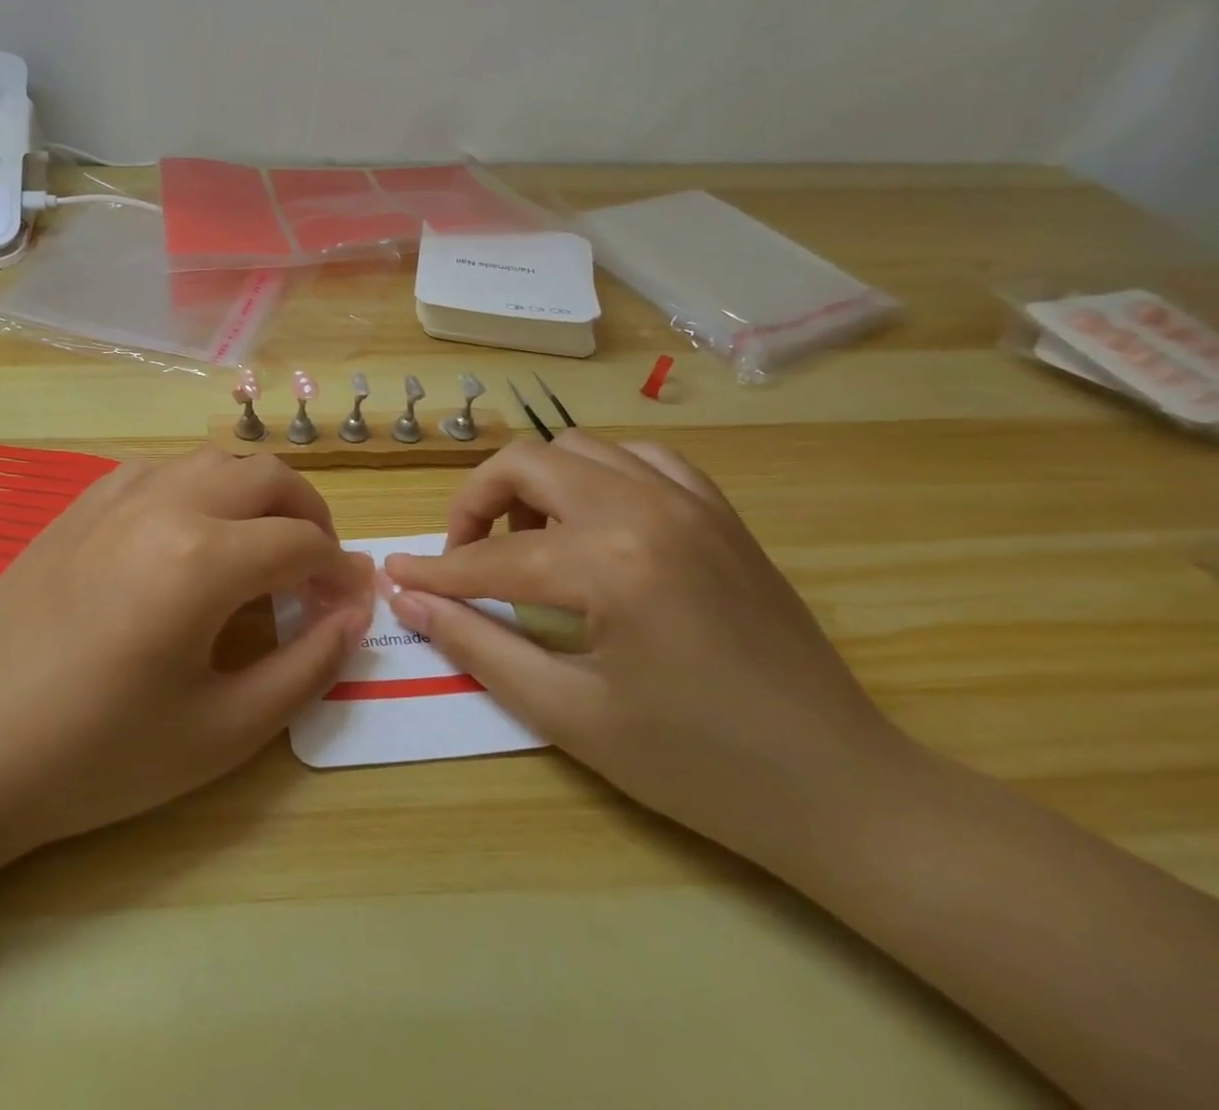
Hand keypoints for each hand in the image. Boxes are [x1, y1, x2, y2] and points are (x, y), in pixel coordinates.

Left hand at [0, 449, 374, 853]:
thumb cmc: (101, 754)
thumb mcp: (224, 731)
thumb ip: (306, 666)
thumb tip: (355, 613)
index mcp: (204, 558)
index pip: (302, 542)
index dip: (340, 570)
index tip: (352, 601)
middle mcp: (165, 505)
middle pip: (267, 476)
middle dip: (310, 514)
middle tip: (319, 565)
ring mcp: (116, 496)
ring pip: (213, 460)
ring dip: (255, 492)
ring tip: (261, 544)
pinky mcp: (81, 505)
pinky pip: (160, 470)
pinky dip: (198, 487)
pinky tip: (189, 533)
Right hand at [381, 433, 905, 866]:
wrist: (841, 788)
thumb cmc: (696, 765)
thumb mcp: (569, 714)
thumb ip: (478, 645)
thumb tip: (410, 603)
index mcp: (612, 561)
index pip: (494, 556)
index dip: (436, 572)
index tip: (395, 577)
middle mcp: (647, 507)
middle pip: (528, 462)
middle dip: (476, 504)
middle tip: (463, 559)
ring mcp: (691, 501)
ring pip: (579, 448)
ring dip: (535, 485)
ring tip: (527, 544)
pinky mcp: (719, 512)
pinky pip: (639, 460)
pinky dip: (597, 477)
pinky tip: (593, 526)